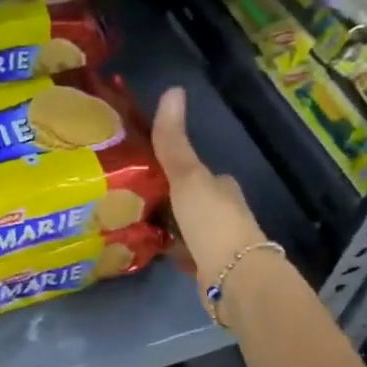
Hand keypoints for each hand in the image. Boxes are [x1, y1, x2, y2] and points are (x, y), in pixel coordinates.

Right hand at [151, 87, 268, 303]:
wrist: (233, 277)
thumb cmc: (212, 222)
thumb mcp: (188, 177)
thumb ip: (174, 142)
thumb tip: (172, 90)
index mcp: (223, 188)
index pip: (199, 173)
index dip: (177, 170)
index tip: (148, 171)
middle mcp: (224, 213)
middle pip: (193, 201)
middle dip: (170, 201)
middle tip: (134, 199)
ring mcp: (219, 243)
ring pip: (189, 229)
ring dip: (170, 227)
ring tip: (135, 224)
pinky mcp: (210, 269)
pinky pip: (186, 255)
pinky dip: (173, 252)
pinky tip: (152, 251)